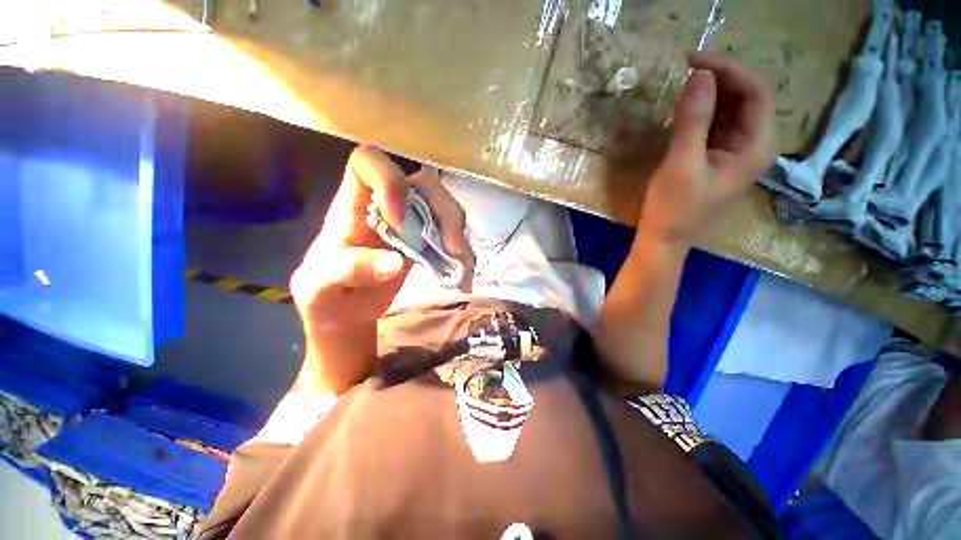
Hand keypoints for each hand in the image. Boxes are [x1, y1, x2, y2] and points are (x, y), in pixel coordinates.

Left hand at [289, 146, 473, 391]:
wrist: (345, 311)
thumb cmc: (326, 294)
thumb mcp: (322, 286)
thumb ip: (349, 270)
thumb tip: (396, 262)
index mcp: (353, 205)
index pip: (368, 162)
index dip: (389, 180)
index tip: (399, 223)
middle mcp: (387, 206)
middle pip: (423, 183)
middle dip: (443, 212)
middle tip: (451, 248)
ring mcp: (411, 223)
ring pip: (443, 207)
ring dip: (458, 233)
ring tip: (461, 265)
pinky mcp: (426, 242)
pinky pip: (451, 234)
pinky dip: (462, 252)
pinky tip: (463, 273)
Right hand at [639, 52, 773, 245]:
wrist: (665, 238)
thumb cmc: (674, 208)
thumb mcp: (681, 164)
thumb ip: (693, 120)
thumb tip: (699, 75)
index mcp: (755, 146)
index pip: (757, 92)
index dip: (729, 70)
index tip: (692, 61)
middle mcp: (753, 144)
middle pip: (747, 97)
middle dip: (720, 78)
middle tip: (685, 69)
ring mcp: (735, 151)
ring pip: (731, 108)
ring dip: (710, 92)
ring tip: (682, 84)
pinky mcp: (717, 157)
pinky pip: (717, 123)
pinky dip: (702, 110)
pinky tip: (683, 108)